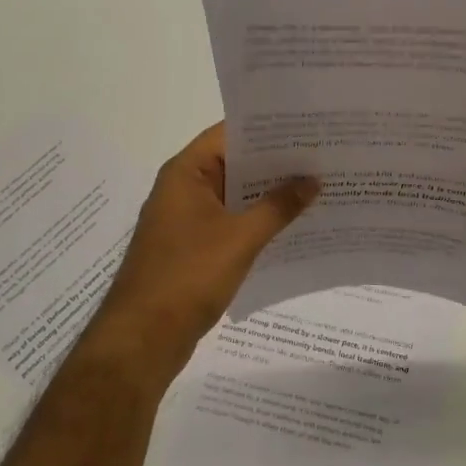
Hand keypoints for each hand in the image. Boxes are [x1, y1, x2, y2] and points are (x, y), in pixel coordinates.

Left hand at [82, 123, 316, 385]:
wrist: (143, 338)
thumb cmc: (188, 276)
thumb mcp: (240, 238)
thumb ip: (278, 206)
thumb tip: (312, 181)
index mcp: (186, 173)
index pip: (229, 134)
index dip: (268, 130)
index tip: (307, 127)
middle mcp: (183, 188)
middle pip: (234, 163)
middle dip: (276, 163)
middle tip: (322, 156)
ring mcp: (186, 219)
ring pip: (235, 195)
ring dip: (269, 194)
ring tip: (317, 187)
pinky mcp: (193, 247)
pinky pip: (231, 222)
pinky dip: (257, 221)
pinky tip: (293, 225)